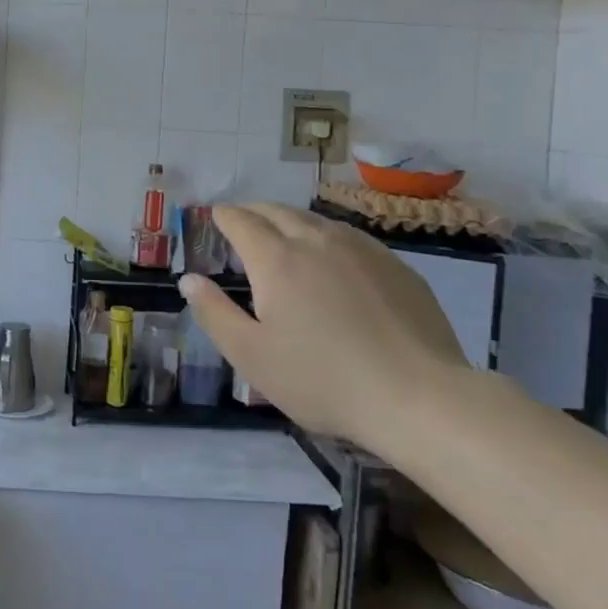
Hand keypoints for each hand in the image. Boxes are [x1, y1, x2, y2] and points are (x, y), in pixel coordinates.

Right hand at [180, 204, 469, 443]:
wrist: (418, 397)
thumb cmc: (322, 380)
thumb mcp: (251, 356)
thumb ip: (214, 313)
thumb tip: (189, 279)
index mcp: (276, 259)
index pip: (241, 221)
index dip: (223, 216)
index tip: (215, 217)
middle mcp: (316, 240)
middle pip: (278, 211)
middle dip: (254, 212)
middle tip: (243, 222)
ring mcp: (361, 249)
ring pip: (316, 220)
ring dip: (291, 221)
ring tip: (283, 235)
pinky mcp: (396, 265)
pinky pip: (350, 237)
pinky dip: (327, 237)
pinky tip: (333, 258)